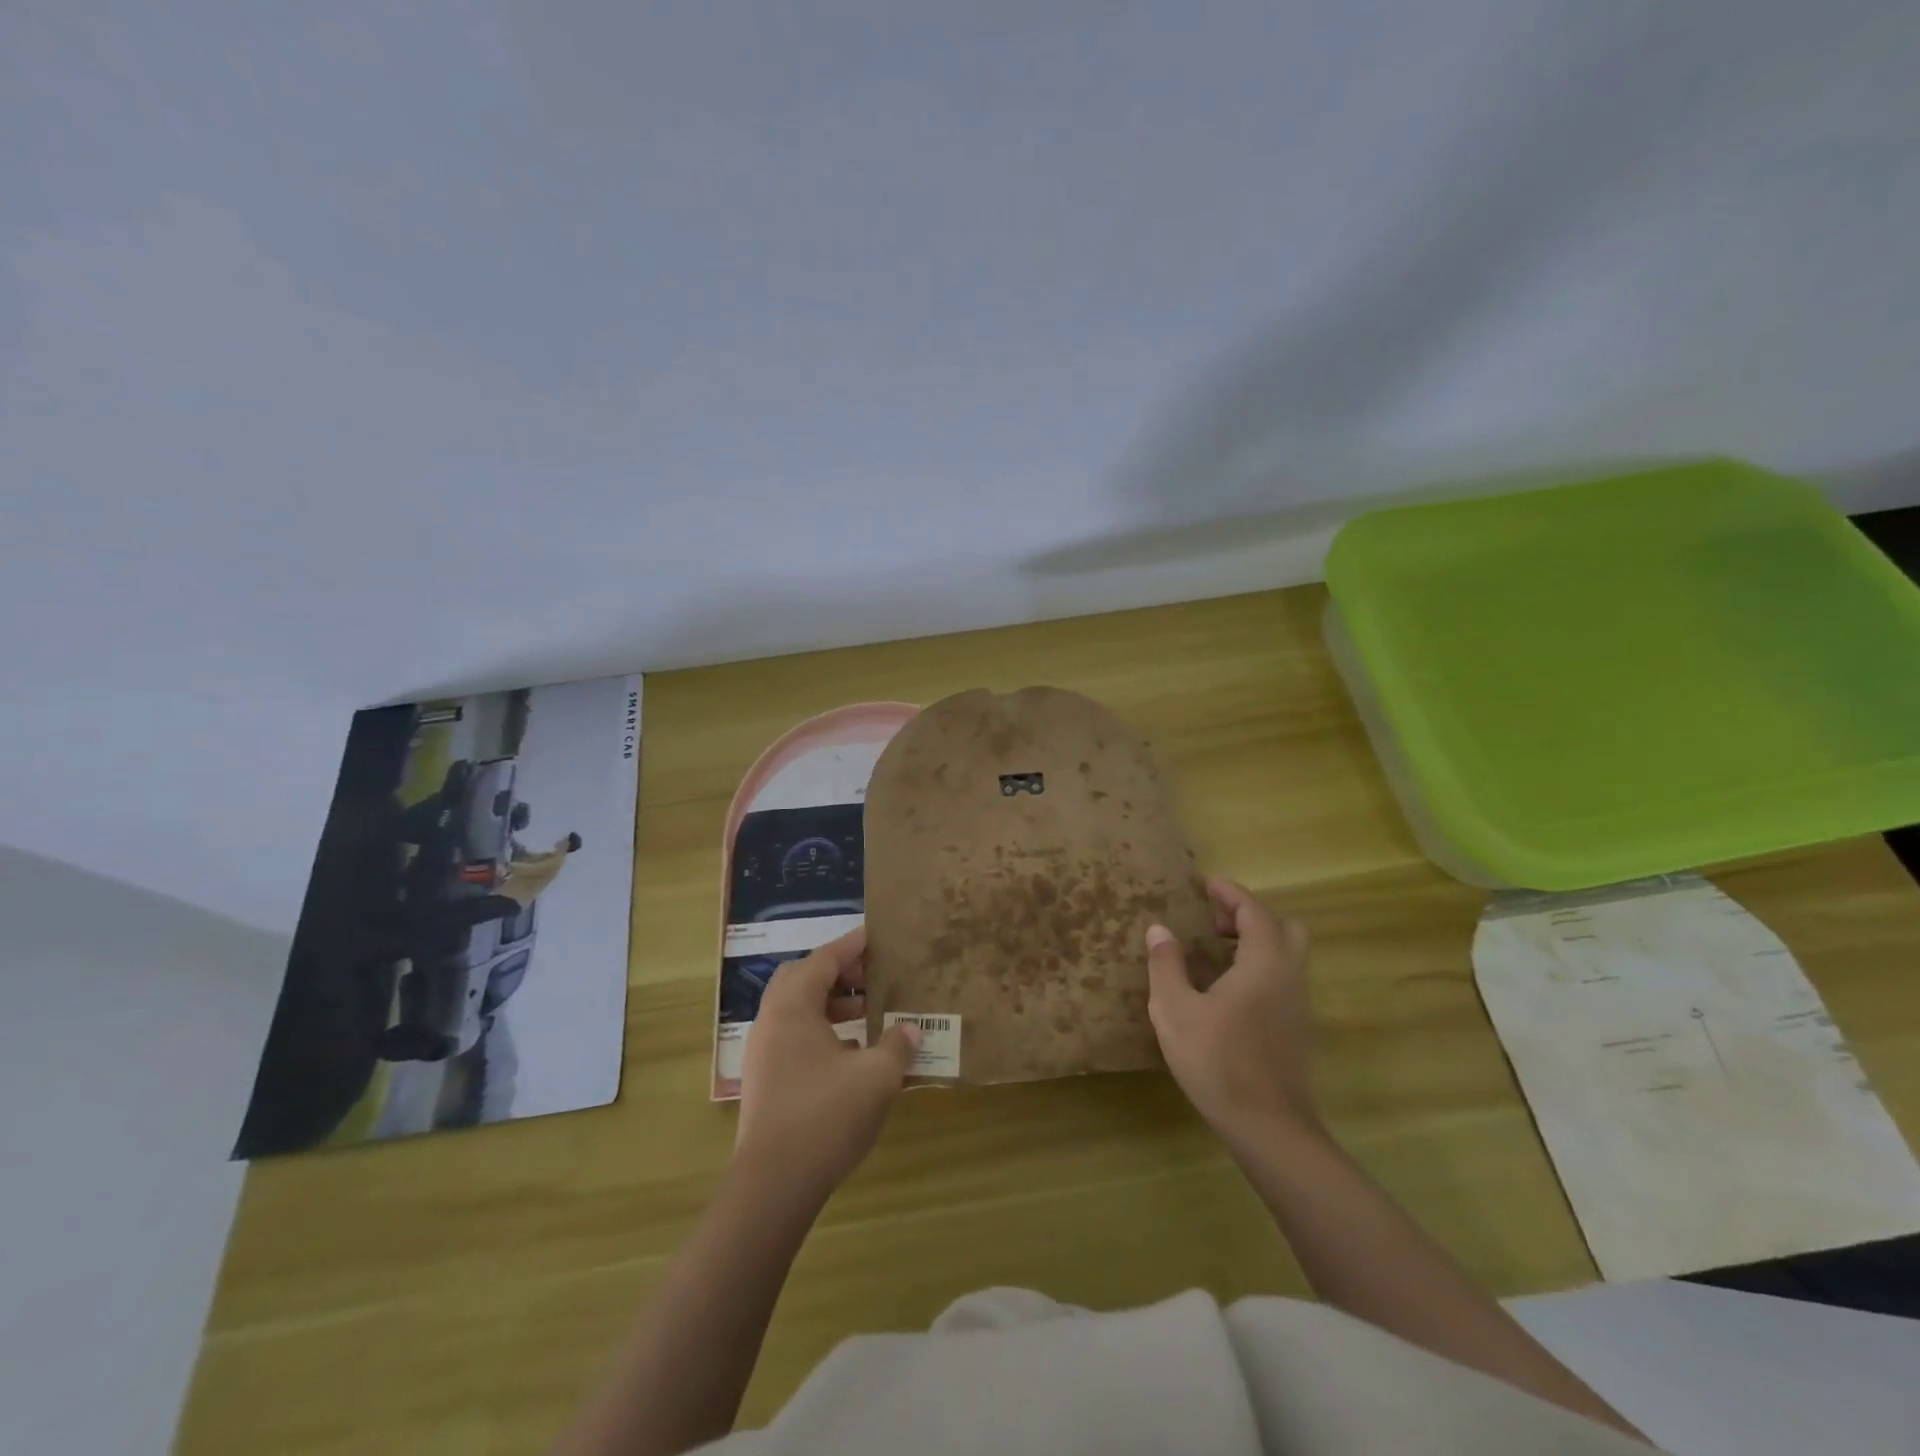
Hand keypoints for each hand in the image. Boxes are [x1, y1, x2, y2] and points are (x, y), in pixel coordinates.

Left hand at [736, 927, 919, 1201]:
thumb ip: (897, 1046)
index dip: (853, 945)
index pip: (824, 959)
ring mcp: (764, 1052)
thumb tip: (911, 1030)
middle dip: (838, 971)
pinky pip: (794, 1036)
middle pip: (803, 977)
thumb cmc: (825, 1116)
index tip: (878, 935)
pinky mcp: (766, 1080)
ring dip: (830, 1003)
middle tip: (872, 976)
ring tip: (867, 1013)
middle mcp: (772, 1020)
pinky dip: (822, 1030)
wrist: (773, 1185)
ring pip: (797, 1008)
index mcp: (793, 1006)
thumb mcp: (876, 1077)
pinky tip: (851, 1053)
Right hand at [1145, 878, 1316, 1141]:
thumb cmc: (1218, 1060)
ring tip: (1216, 950)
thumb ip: (1167, 964)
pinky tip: (1228, 988)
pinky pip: (1283, 978)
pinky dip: (1260, 965)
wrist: (1267, 1127)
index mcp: (1264, 962)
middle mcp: (1289, 975)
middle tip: (1214, 920)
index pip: (1254, 910)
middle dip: (1250, 915)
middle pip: (1283, 927)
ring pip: (1287, 954)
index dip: (1230, 893)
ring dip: (1256, 941)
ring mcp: (1298, 1004)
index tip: (1204, 884)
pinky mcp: (1297, 1028)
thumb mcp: (1175, 1009)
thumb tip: (1160, 930)